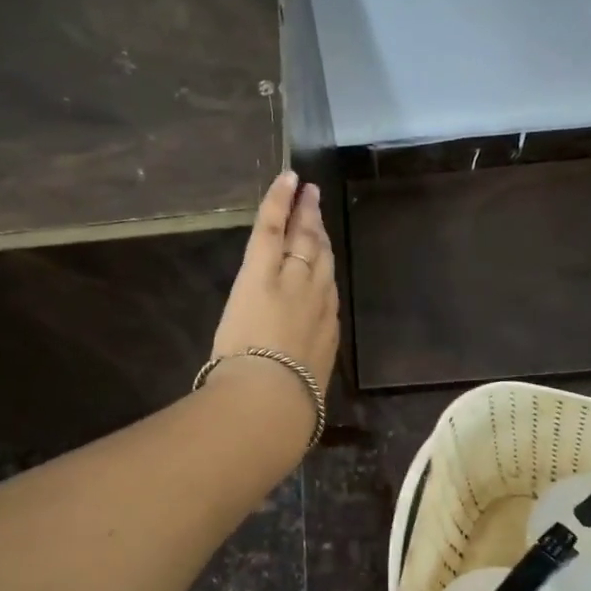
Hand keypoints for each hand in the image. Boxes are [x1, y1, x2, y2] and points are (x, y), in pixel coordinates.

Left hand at [206, 171, 339, 435]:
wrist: (272, 400)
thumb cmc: (286, 411)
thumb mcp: (303, 398)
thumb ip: (300, 381)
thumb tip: (295, 391)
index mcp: (326, 335)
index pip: (327, 296)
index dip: (323, 274)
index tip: (320, 262)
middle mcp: (319, 301)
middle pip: (321, 260)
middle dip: (320, 233)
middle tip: (318, 209)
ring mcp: (293, 280)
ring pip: (303, 239)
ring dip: (304, 214)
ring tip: (306, 192)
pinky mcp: (264, 270)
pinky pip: (273, 227)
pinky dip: (279, 201)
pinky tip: (287, 180)